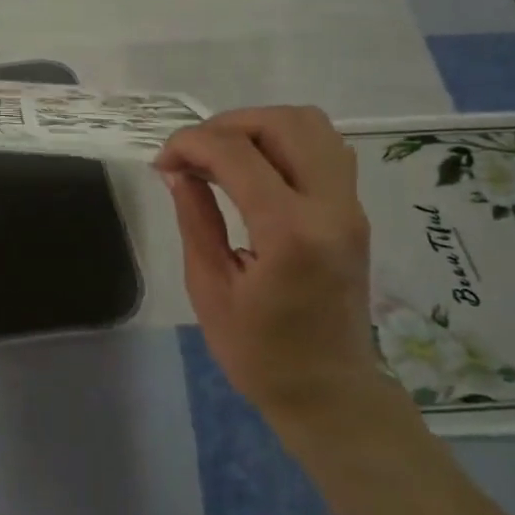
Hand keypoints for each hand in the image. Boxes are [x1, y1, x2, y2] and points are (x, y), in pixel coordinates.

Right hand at [155, 107, 377, 420]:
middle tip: (192, 154)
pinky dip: (284, 141)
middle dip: (227, 125)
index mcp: (290, 233)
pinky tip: (255, 169)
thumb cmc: (260, 353)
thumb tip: (176, 170)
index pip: (237, 154)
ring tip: (222, 155)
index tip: (162, 161)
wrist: (328, 392)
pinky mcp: (353, 211)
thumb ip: (195, 219)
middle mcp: (330, 207)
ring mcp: (350, 206)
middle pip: (283, 123)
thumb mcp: (210, 287)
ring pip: (311, 126)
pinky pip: (324, 148)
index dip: (191, 143)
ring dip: (259, 126)